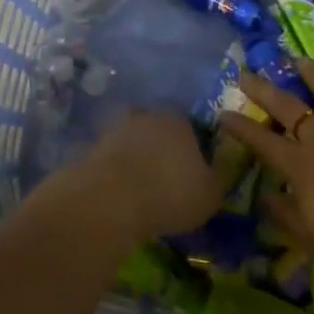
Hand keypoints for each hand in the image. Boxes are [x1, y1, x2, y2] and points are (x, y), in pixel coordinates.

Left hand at [74, 109, 226, 241]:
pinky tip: (123, 190)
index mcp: (179, 119)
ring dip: (138, 157)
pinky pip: (114, 157)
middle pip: (159, 129)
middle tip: (167, 177)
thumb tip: (219, 170)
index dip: (194, 148)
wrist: (113, 197)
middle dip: (163, 148)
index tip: (194, 171)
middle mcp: (147, 116)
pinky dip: (118, 170)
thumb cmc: (172, 192)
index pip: (191, 127)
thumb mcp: (211, 193)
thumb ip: (219, 178)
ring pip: (133, 140)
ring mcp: (117, 128)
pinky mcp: (94, 146)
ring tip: (143, 186)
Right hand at [222, 61, 313, 298]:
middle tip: (247, 73)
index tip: (223, 113)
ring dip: (312, 76)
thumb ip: (289, 218)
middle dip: (264, 90)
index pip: (263, 143)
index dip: (241, 128)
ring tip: (299, 60)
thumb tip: (266, 196)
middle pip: (290, 108)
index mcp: (303, 169)